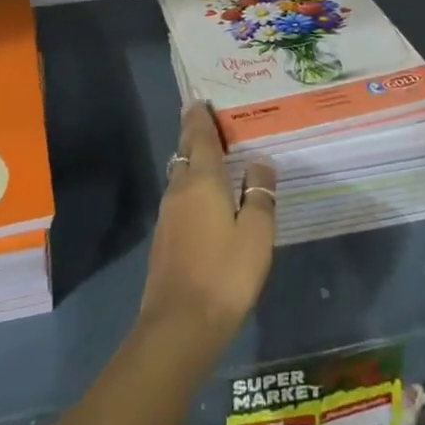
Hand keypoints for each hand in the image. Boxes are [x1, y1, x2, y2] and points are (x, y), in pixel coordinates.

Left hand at [137, 104, 276, 348]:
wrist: (179, 326)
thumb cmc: (224, 274)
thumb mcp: (256, 234)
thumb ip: (259, 195)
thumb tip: (260, 163)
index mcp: (202, 181)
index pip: (200, 137)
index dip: (200, 116)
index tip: (200, 99)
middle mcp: (179, 189)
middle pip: (186, 151)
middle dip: (195, 133)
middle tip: (208, 118)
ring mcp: (168, 214)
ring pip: (181, 174)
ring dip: (193, 160)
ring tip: (212, 155)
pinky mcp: (165, 237)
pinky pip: (180, 196)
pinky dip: (191, 184)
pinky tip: (205, 197)